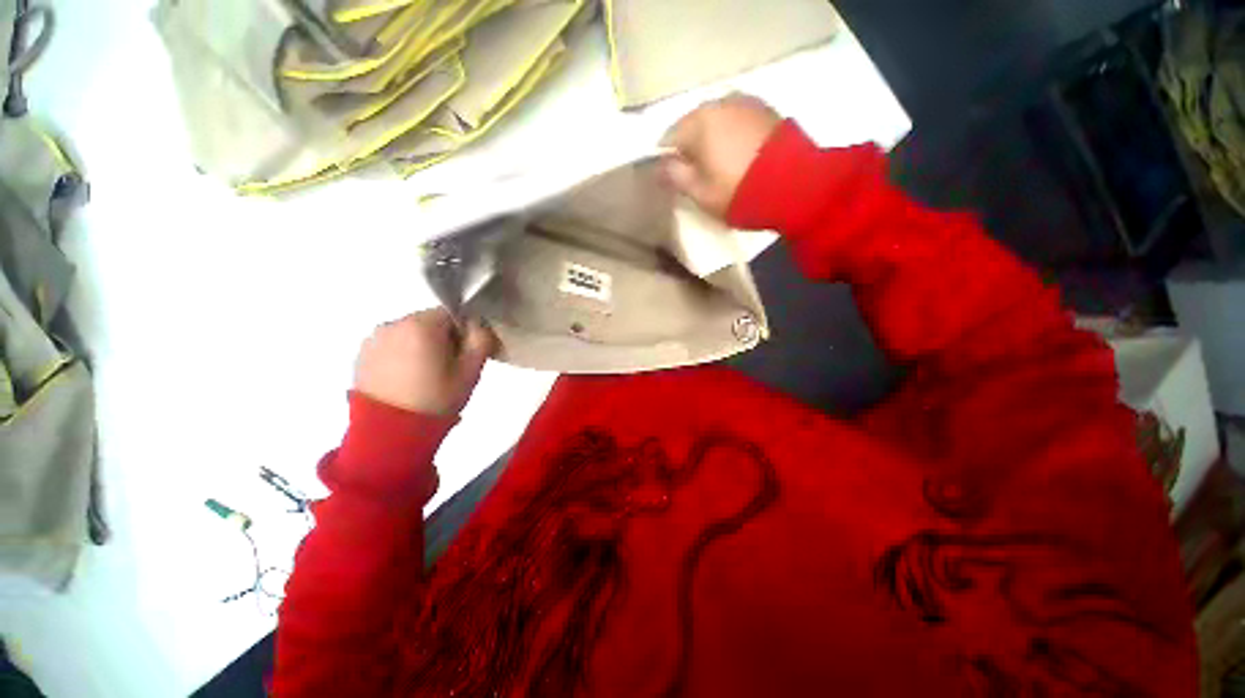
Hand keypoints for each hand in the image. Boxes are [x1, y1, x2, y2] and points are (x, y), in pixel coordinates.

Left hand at [353, 310, 496, 416]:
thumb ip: (480, 340)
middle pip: (429, 322)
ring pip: (410, 334)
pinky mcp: (361, 355)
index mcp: (421, 325)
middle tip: (449, 367)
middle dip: (442, 338)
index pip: (451, 314)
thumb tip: (478, 325)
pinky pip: (391, 346)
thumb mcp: (471, 371)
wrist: (389, 433)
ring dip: (421, 346)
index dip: (464, 332)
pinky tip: (407, 379)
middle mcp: (393, 324)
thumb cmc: (436, 399)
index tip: (465, 354)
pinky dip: (402, 356)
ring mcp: (374, 339)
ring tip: (426, 376)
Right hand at [662, 93, 783, 219]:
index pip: (669, 137)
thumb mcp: (700, 192)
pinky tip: (739, 154)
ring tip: (720, 165)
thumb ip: (675, 176)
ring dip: (713, 139)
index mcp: (699, 121)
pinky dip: (732, 134)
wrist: (794, 185)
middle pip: (694, 125)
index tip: (674, 177)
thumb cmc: (738, 191)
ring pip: (717, 120)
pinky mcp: (767, 109)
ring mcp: (746, 102)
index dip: (668, 159)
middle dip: (691, 146)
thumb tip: (659, 165)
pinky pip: (737, 120)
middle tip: (697, 174)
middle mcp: (720, 102)